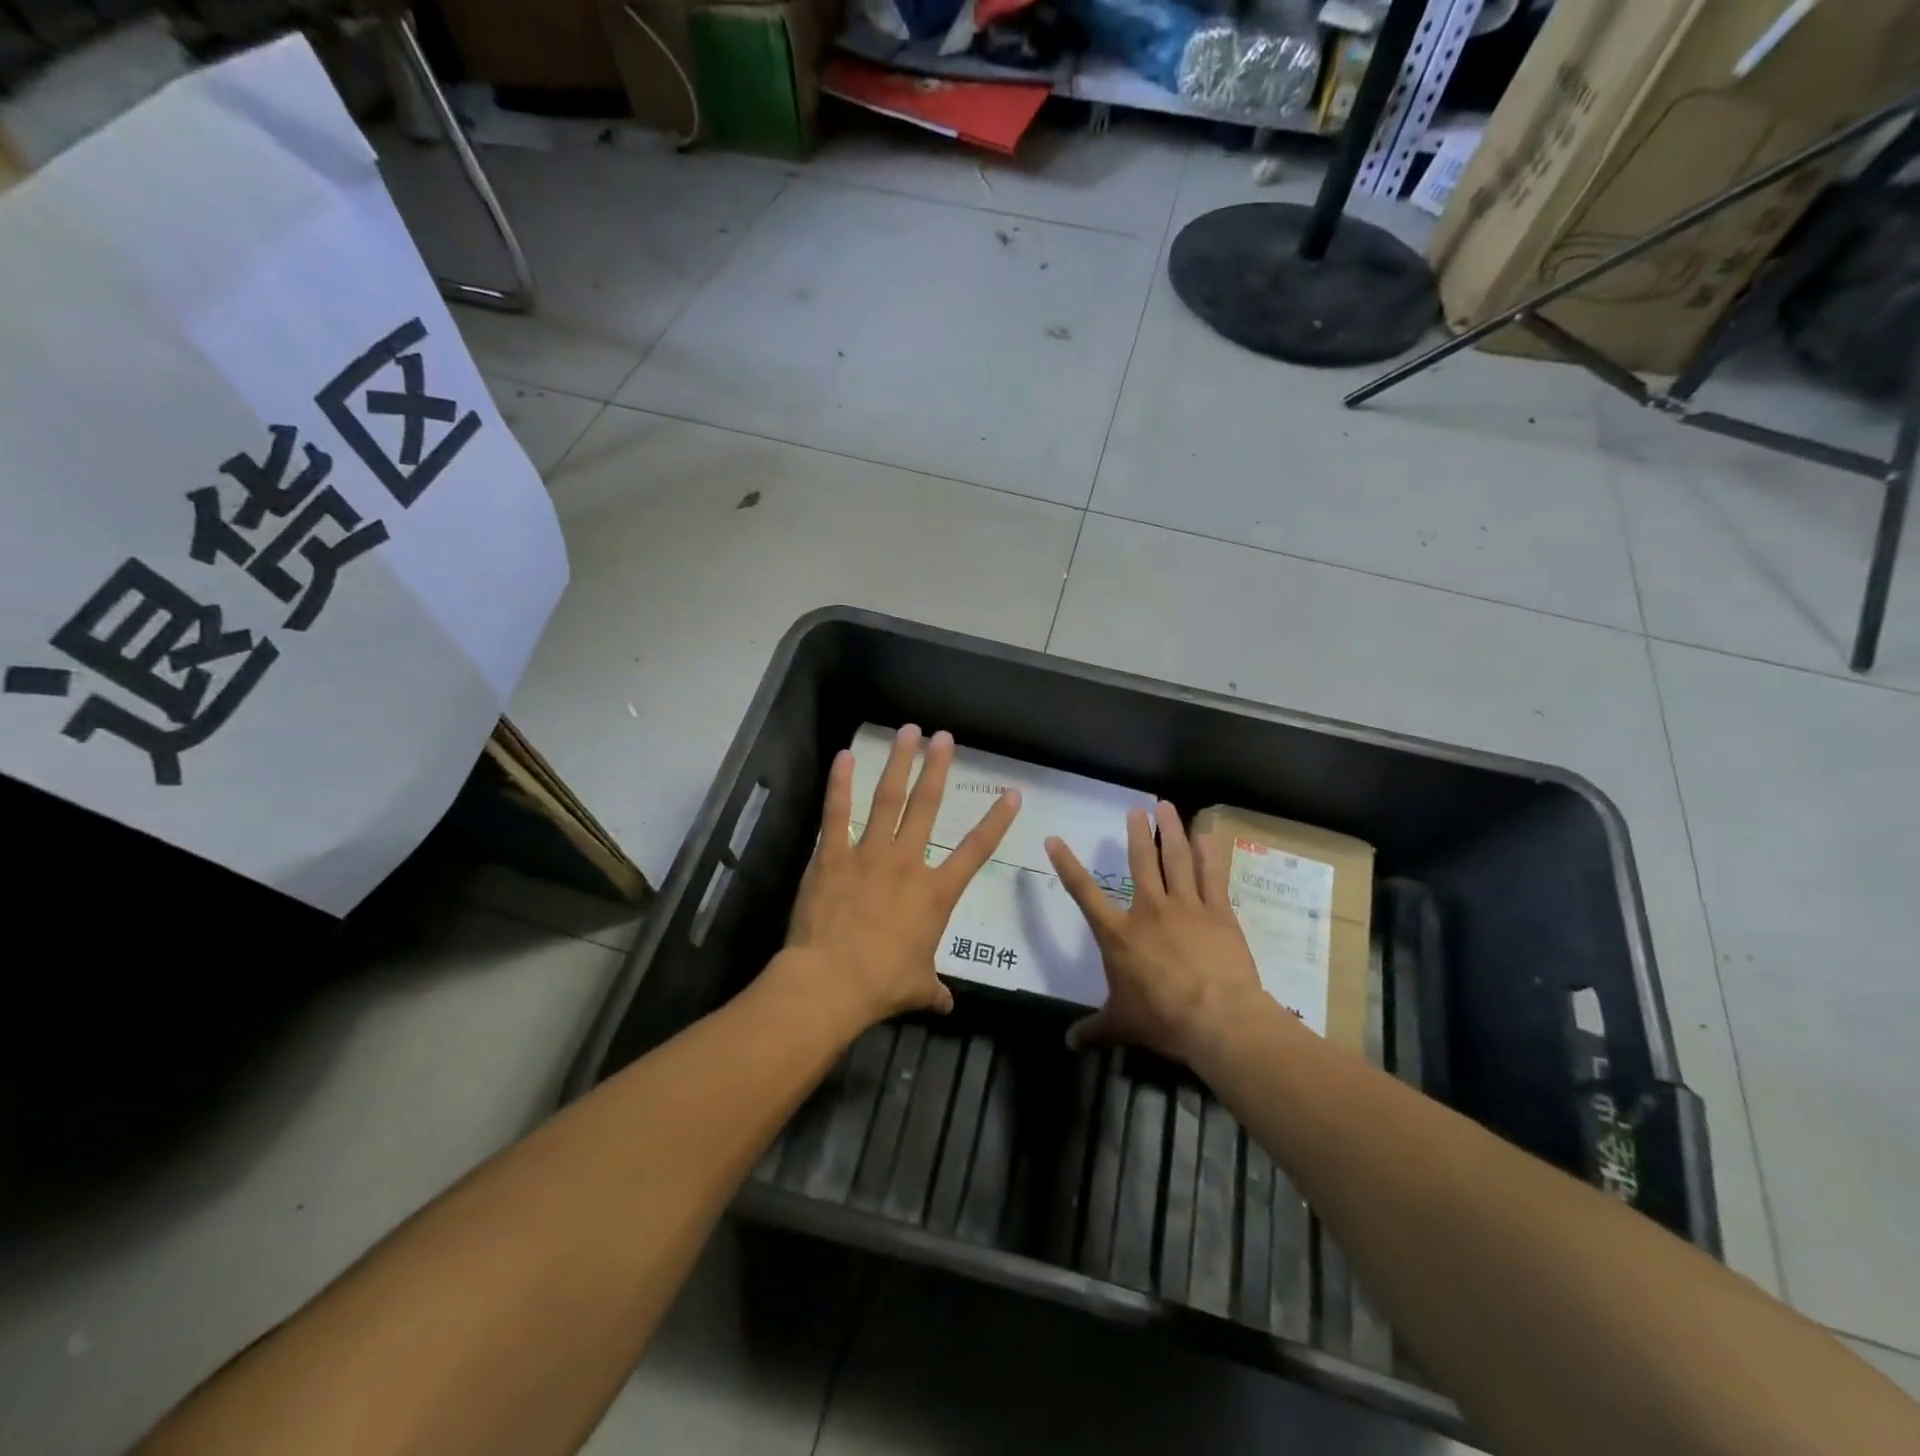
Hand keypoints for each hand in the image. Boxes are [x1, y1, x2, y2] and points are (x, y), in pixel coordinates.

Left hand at [781, 724, 1020, 1027]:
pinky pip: (837, 813)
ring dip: (898, 763)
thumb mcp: (917, 988)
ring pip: (888, 799)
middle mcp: (906, 862)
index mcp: (935, 892)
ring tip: (907, 732)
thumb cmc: (881, 985)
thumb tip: (947, 1006)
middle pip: (926, 806)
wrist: (831, 983)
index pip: (976, 851)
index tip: (1012, 794)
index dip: (996, 821)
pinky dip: (841, 784)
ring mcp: (868, 854)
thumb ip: (934, 991)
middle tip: (944, 737)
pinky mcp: (832, 856)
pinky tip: (844, 757)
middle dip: (936, 769)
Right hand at [1046, 801, 1265, 1066]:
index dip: (1067, 865)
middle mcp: (1149, 910)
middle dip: (1138, 833)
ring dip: (1172, 831)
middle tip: (1136, 809)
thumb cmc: (1162, 1019)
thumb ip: (1094, 1029)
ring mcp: (1185, 907)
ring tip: (1167, 807)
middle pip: (1141, 862)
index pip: (1084, 893)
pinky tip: (1207, 835)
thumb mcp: (1121, 1024)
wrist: (1217, 1019)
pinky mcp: (1217, 912)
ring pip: (1177, 860)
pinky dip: (1209, 854)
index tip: (1054, 840)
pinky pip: (1212, 876)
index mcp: (1118, 934)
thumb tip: (1068, 1043)